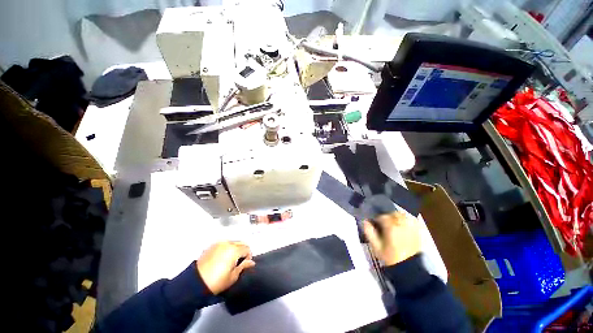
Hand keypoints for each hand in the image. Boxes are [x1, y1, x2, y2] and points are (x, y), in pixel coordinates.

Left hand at [196, 241, 255, 294]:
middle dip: (243, 251)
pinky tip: (223, 258)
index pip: (247, 249)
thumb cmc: (217, 281)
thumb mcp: (233, 276)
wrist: (195, 283)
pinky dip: (227, 248)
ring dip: (235, 249)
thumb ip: (243, 266)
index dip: (248, 257)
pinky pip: (224, 244)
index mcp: (234, 250)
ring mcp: (219, 243)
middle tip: (239, 263)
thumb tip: (251, 262)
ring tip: (230, 260)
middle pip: (241, 243)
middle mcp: (228, 243)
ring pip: (233, 242)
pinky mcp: (212, 246)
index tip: (245, 265)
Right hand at [363, 211, 420, 265]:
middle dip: (387, 216)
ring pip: (402, 214)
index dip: (377, 219)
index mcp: (391, 227)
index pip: (382, 216)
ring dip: (396, 216)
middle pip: (392, 213)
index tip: (375, 223)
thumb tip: (365, 221)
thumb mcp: (376, 246)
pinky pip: (411, 219)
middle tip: (383, 223)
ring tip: (392, 223)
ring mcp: (411, 226)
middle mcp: (402, 224)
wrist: (409, 269)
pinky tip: (402, 224)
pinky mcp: (417, 230)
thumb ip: (369, 232)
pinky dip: (405, 219)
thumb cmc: (390, 257)